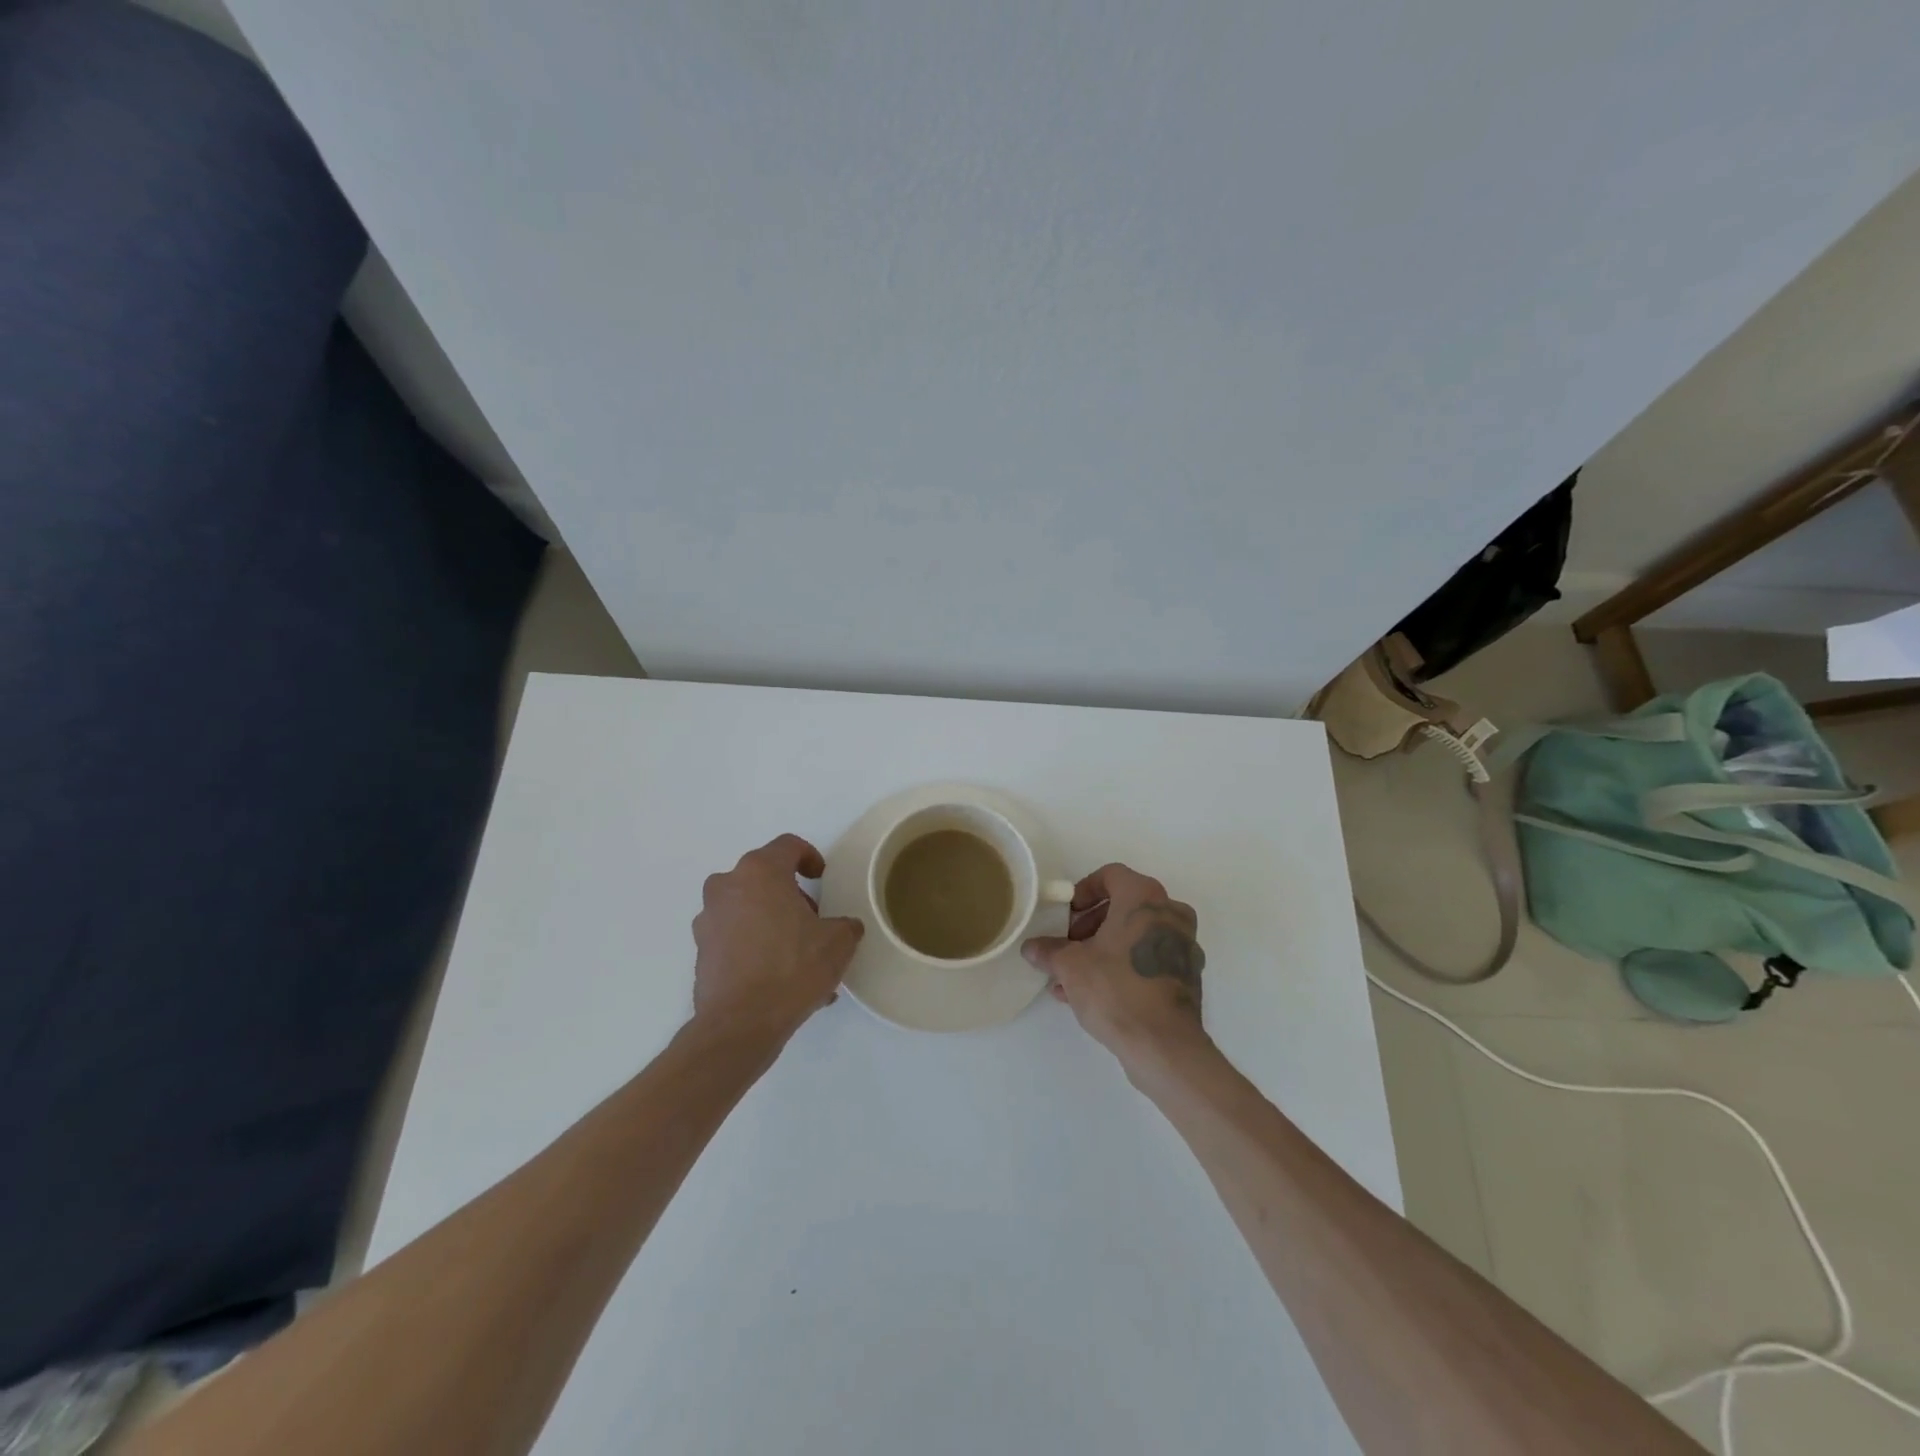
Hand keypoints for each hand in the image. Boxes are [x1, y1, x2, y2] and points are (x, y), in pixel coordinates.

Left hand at [691, 834, 863, 1039]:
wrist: (740, 1024)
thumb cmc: (792, 968)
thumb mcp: (838, 943)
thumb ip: (845, 925)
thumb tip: (843, 927)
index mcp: (760, 872)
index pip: (788, 846)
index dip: (810, 857)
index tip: (821, 878)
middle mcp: (727, 887)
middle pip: (764, 877)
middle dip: (791, 895)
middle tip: (814, 921)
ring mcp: (709, 919)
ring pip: (748, 908)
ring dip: (772, 922)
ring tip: (800, 957)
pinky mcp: (701, 951)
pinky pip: (735, 938)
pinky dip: (756, 947)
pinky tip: (780, 979)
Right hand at [1021, 863, 1208, 1070]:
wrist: (1164, 1046)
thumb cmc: (1116, 989)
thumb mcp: (1071, 966)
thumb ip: (1050, 950)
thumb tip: (1032, 947)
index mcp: (1144, 898)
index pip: (1111, 875)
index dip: (1083, 891)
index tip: (1066, 915)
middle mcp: (1170, 913)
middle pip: (1123, 906)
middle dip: (1090, 925)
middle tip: (1067, 946)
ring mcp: (1183, 945)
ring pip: (1134, 936)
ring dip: (1103, 949)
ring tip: (1072, 976)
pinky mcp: (1186, 976)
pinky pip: (1147, 959)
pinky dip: (1122, 966)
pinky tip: (1092, 993)